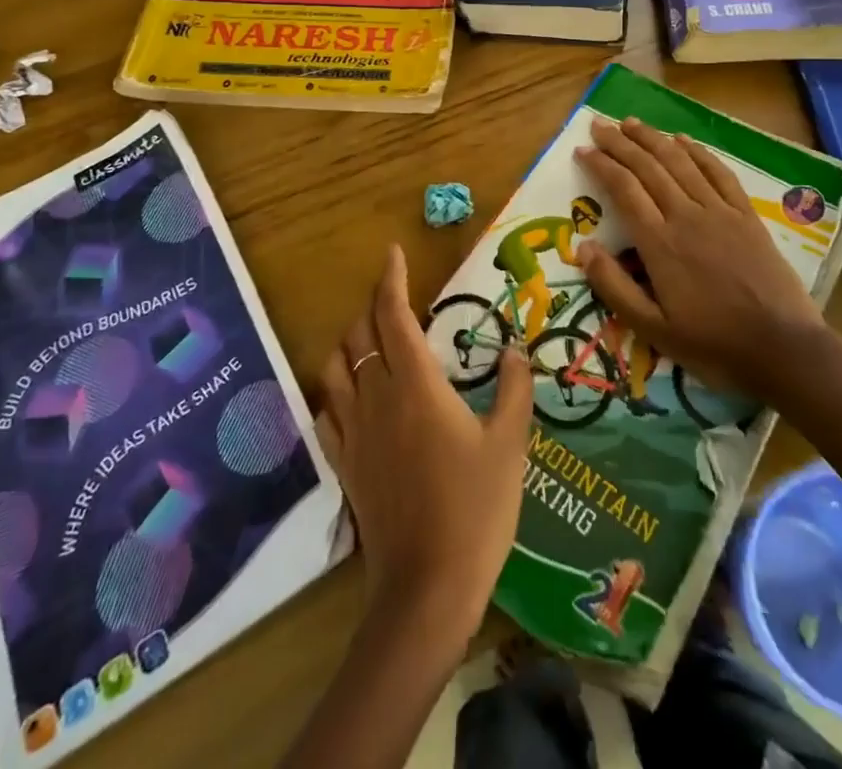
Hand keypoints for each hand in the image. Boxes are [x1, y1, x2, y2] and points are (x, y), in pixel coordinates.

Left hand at [316, 245, 532, 647]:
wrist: (427, 587)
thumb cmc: (475, 508)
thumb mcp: (509, 445)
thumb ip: (513, 390)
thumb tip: (514, 350)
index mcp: (416, 383)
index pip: (392, 314)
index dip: (390, 278)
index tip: (393, 253)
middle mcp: (377, 396)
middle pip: (360, 333)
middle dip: (373, 307)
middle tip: (396, 302)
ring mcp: (354, 431)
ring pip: (335, 367)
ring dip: (350, 344)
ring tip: (372, 342)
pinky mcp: (343, 463)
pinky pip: (326, 412)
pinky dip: (335, 392)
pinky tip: (352, 398)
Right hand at [575, 116, 824, 400]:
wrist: (783, 348)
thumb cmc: (713, 343)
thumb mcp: (653, 329)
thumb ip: (614, 287)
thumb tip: (583, 247)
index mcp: (660, 243)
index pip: (623, 190)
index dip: (601, 165)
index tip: (582, 150)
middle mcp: (686, 216)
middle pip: (648, 168)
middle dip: (620, 143)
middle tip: (599, 125)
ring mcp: (720, 212)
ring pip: (680, 163)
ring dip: (653, 139)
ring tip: (632, 122)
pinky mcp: (746, 216)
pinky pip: (719, 173)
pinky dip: (698, 152)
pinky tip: (683, 140)